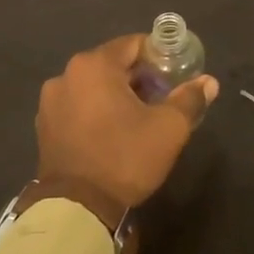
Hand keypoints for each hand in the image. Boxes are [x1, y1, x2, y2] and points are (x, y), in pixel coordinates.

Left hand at [35, 34, 218, 213]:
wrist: (76, 209)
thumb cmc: (124, 157)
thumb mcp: (168, 128)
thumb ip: (190, 99)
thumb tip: (209, 82)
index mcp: (94, 65)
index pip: (134, 44)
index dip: (159, 57)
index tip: (176, 76)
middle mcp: (67, 75)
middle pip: (113, 64)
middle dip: (140, 78)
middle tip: (163, 99)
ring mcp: (51, 101)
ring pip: (95, 86)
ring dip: (118, 95)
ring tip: (140, 119)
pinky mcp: (44, 126)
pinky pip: (79, 106)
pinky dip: (97, 111)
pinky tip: (113, 133)